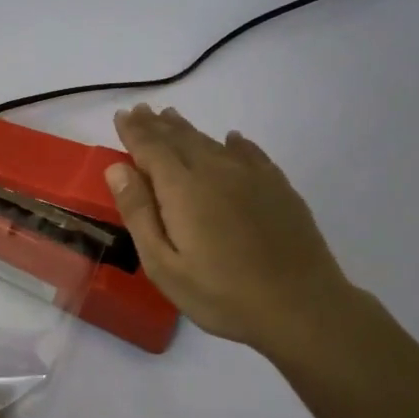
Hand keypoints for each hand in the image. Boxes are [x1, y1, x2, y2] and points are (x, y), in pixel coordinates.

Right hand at [106, 104, 364, 354]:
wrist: (300, 306)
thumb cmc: (221, 294)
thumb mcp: (163, 265)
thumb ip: (139, 213)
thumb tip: (118, 168)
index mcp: (182, 188)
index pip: (151, 147)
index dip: (134, 131)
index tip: (122, 116)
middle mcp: (216, 170)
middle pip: (180, 138)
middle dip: (157, 125)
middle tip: (142, 112)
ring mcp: (252, 176)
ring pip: (212, 142)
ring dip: (187, 130)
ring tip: (172, 119)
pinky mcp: (278, 187)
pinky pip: (249, 153)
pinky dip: (233, 143)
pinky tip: (231, 140)